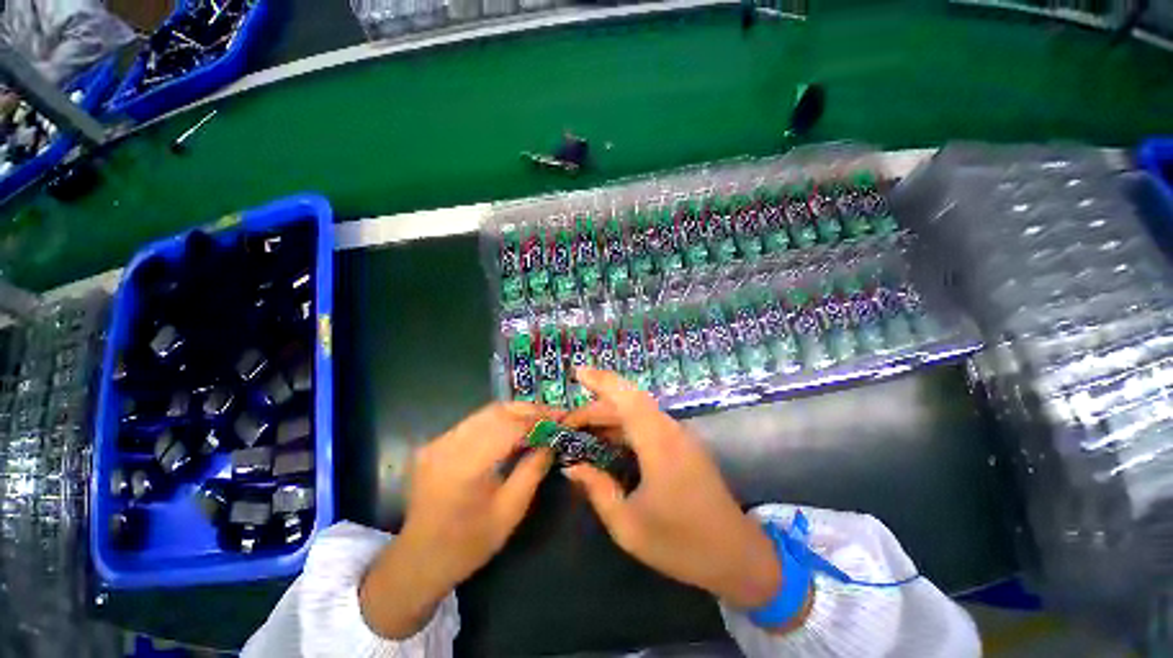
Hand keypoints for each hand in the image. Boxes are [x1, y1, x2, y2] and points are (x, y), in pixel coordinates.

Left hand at [359, 402, 557, 638]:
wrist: (418, 561)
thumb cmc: (468, 544)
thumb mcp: (510, 511)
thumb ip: (533, 470)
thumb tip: (551, 442)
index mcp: (466, 466)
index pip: (510, 426)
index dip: (539, 419)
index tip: (562, 418)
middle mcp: (448, 445)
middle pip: (496, 411)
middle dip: (529, 410)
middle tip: (553, 415)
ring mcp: (438, 442)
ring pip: (485, 412)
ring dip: (515, 413)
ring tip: (538, 420)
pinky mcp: (435, 444)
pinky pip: (473, 423)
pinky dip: (497, 421)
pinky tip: (512, 430)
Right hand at [563, 368, 783, 610]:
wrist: (737, 556)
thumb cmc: (681, 544)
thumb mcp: (628, 525)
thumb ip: (598, 490)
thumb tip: (571, 468)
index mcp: (658, 444)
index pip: (626, 398)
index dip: (601, 380)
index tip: (578, 371)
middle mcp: (670, 431)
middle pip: (629, 402)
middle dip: (596, 406)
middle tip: (568, 423)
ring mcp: (679, 436)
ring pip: (638, 411)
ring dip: (609, 415)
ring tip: (582, 430)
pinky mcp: (682, 445)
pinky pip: (647, 423)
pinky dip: (624, 425)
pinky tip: (609, 440)